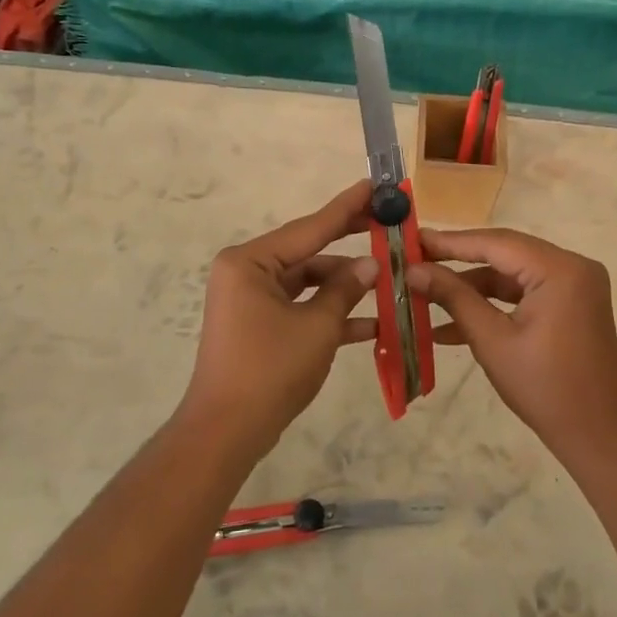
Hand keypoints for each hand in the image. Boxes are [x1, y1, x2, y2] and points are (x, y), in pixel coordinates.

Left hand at [180, 182, 379, 450]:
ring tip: (389, 281)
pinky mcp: (259, 325)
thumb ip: (345, 289)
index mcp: (250, 261)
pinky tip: (370, 322)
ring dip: (344, 287)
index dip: (346, 208)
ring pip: (307, 283)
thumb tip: (371, 265)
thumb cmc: (270, 369)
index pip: (309, 228)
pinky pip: (300, 307)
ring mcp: (251, 300)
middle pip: (308, 252)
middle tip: (387, 225)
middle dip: (349, 247)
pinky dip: (328, 313)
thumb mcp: (317, 326)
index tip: (372, 185)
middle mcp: (247, 273)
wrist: (227, 431)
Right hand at [408, 228, 616, 453]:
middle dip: (457, 261)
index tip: (413, 240)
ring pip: (511, 274)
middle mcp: (572, 266)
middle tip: (415, 261)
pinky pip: (524, 293)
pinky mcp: (570, 304)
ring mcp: (574, 285)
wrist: (597, 433)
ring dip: (471, 287)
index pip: (496, 242)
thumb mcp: (491, 340)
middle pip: (504, 253)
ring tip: (424, 294)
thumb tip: (413, 271)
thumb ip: (453, 297)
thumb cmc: (543, 387)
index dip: (450, 242)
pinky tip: (451, 324)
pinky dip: (493, 304)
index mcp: (559, 269)